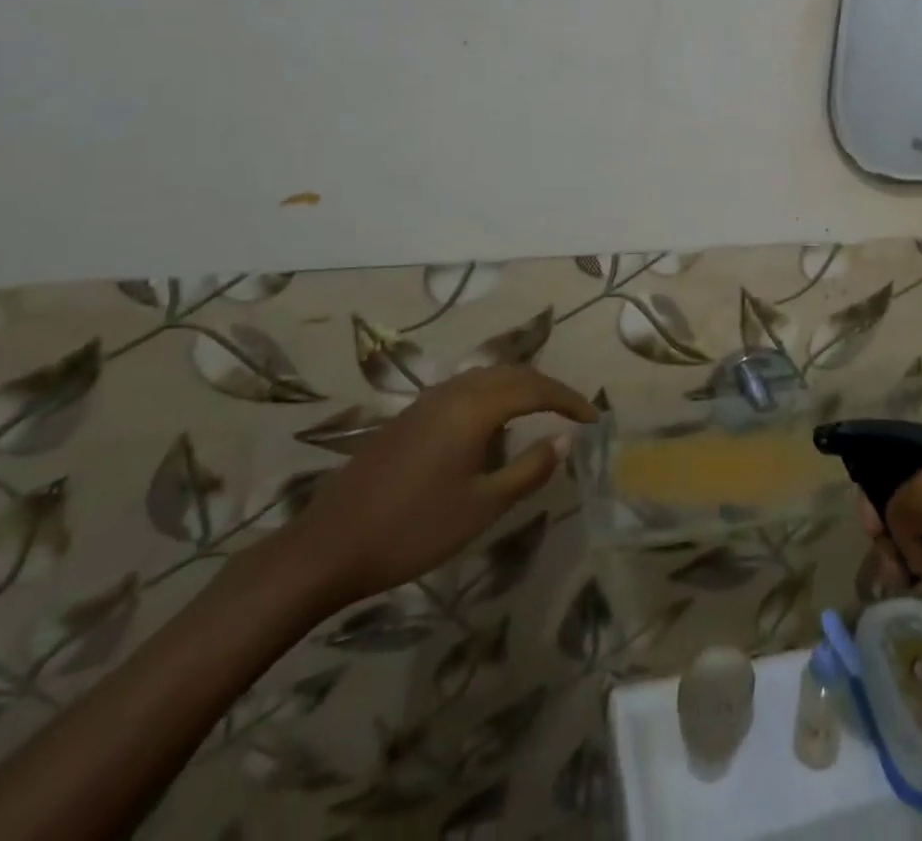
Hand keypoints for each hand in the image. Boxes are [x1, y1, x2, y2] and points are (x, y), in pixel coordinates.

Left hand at [278, 366, 597, 610]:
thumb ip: (528, 470)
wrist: (327, 548)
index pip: (535, 389)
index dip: (569, 400)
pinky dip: (493, 394)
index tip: (594, 418)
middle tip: (573, 411)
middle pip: (512, 374)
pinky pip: (465, 388)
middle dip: (548, 387)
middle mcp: (453, 391)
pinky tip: (493, 423)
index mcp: (474, 407)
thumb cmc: (412, 530)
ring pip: (487, 377)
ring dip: (520, 387)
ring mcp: (427, 401)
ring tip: (541, 410)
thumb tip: (563, 440)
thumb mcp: (481, 507)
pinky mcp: (410, 416)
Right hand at [857, 409, 921, 637]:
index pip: (892, 448)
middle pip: (903, 480)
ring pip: (919, 510)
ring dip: (904, 543)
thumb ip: (897, 501)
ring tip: (905, 579)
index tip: (874, 532)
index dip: (874, 488)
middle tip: (890, 564)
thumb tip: (904, 539)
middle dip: (889, 521)